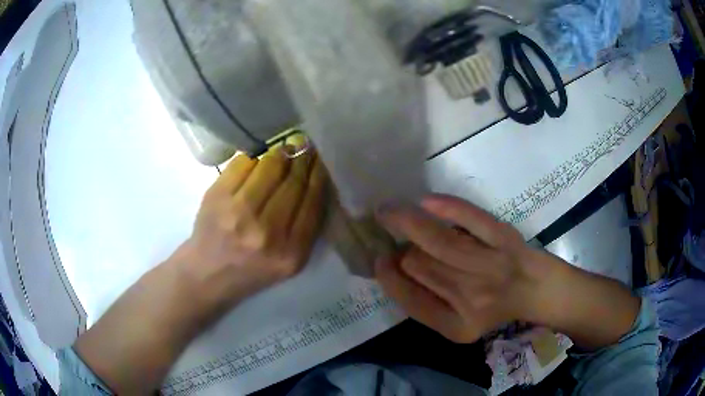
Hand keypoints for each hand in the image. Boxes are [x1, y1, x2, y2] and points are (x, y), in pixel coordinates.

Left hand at [177, 145, 327, 308]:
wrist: (207, 274)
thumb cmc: (252, 269)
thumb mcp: (289, 261)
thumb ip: (306, 227)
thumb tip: (314, 176)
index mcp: (291, 253)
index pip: (313, 201)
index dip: (319, 174)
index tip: (322, 160)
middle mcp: (266, 233)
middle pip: (293, 182)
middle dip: (303, 160)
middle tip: (306, 147)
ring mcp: (238, 213)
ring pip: (270, 167)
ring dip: (281, 154)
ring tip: (285, 150)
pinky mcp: (217, 197)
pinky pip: (244, 163)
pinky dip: (255, 157)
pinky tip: (258, 160)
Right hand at [375, 194, 547, 342]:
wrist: (535, 290)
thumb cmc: (493, 308)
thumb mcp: (458, 323)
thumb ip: (426, 303)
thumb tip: (392, 268)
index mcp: (456, 325)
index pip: (410, 300)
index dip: (388, 278)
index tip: (379, 260)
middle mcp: (472, 299)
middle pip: (420, 266)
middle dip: (399, 250)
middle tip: (391, 238)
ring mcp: (490, 266)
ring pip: (438, 241)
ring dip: (406, 221)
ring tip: (388, 211)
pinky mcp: (504, 238)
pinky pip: (470, 218)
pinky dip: (447, 207)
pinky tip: (425, 202)